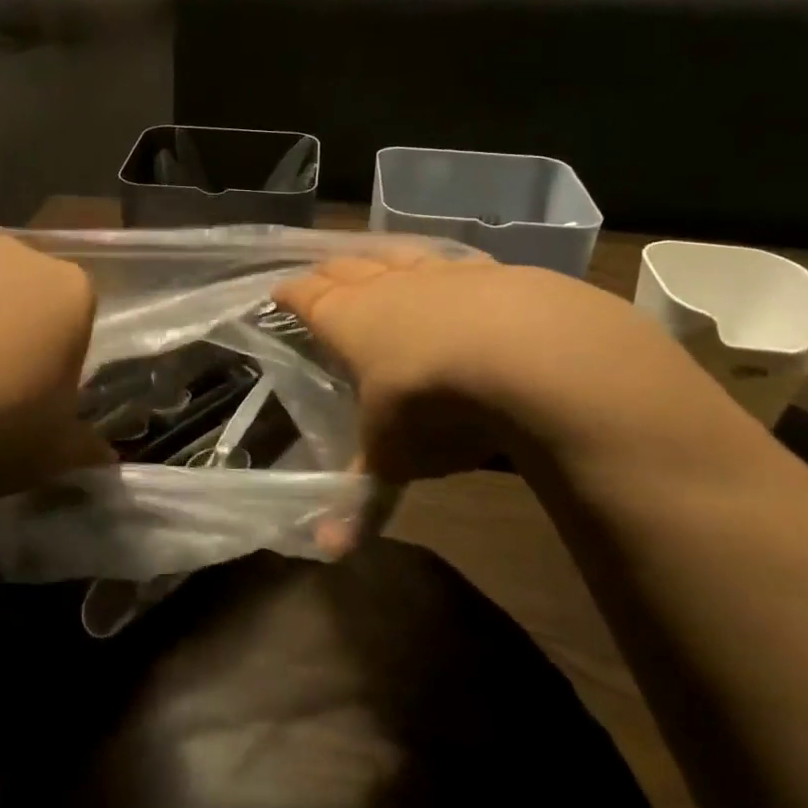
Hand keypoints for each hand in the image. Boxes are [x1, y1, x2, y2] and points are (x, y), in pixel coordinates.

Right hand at [275, 253, 760, 486]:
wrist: (529, 356)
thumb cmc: (433, 404)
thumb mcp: (394, 457)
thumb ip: (363, 496)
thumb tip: (330, 552)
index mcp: (349, 320)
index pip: (306, 297)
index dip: (291, 294)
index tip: (279, 291)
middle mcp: (389, 287)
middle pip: (348, 268)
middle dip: (330, 271)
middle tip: (319, 272)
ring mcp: (442, 275)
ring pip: (400, 255)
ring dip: (383, 259)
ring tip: (375, 259)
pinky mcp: (494, 273)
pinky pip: (457, 262)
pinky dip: (445, 266)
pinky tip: (454, 270)